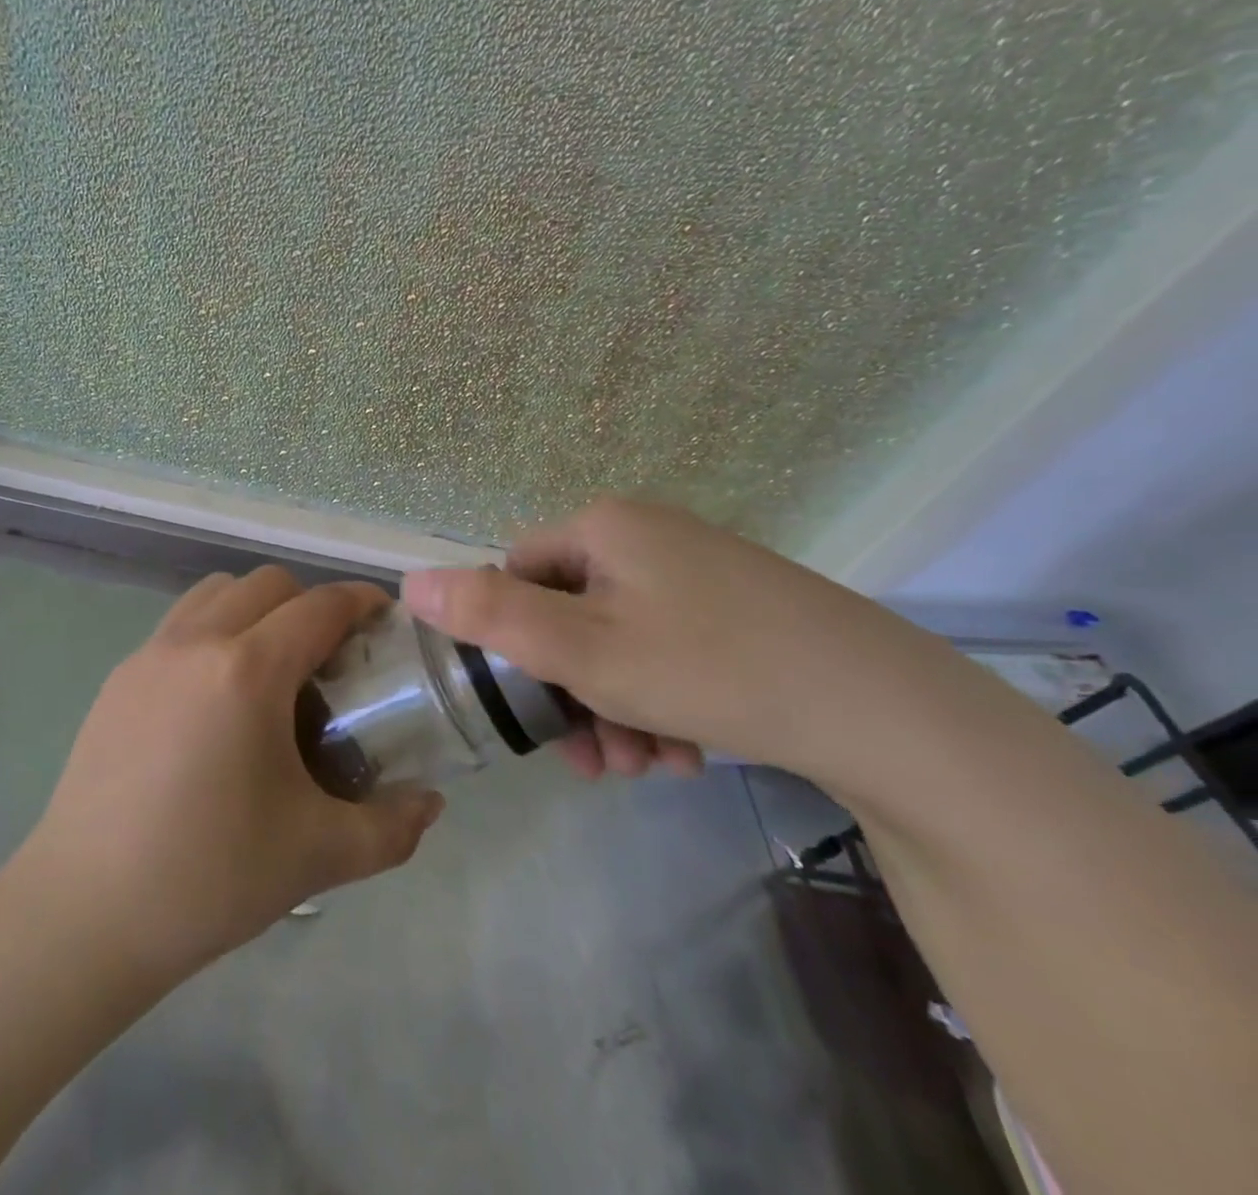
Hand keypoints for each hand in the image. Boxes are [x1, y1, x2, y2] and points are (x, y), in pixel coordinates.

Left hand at [22, 566, 444, 976]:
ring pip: (216, 592)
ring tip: (271, 668)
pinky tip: (217, 697)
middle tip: (330, 659)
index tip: (384, 621)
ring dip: (256, 608)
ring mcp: (150, 654)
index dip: (361, 602)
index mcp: (248, 671)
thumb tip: (430, 805)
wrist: (85, 913)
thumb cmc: (209, 877)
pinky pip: (179, 624)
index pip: (320, 605)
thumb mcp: (318, 855)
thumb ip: (390, 828)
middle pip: (268, 584)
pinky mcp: (118, 678)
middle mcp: (196, 642)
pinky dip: (213, 629)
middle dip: (310, 604)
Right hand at [401, 497, 958, 783]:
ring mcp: (696, 570)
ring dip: (613, 707)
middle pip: (569, 612)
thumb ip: (490, 615)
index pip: (515, 572)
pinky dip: (659, 700)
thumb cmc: (710, 667)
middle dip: (570, 692)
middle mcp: (646, 535)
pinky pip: (667, 648)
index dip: (510, 641)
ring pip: (617, 639)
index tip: (533, 707)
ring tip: (645, 767)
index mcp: (603, 527)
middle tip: (593, 759)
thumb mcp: (583, 650)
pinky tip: (683, 754)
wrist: (886, 711)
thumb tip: (408, 581)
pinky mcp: (737, 607)